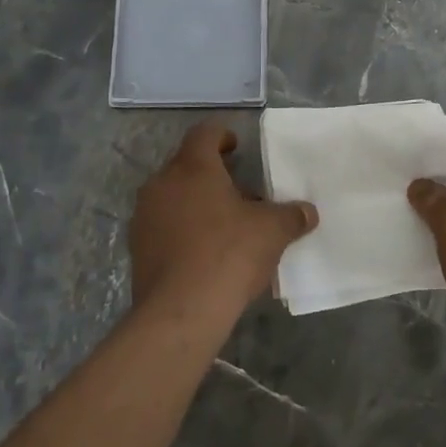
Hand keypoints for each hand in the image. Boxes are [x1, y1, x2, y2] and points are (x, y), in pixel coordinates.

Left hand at [130, 123, 317, 319]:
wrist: (180, 312)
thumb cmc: (228, 254)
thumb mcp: (271, 231)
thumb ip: (291, 216)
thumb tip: (308, 212)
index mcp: (192, 167)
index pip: (204, 134)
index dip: (222, 136)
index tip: (237, 147)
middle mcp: (162, 183)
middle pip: (187, 165)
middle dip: (212, 174)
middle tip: (239, 190)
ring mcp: (145, 216)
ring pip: (173, 196)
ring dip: (196, 203)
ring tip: (225, 224)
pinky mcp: (137, 248)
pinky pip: (164, 226)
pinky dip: (183, 229)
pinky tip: (204, 252)